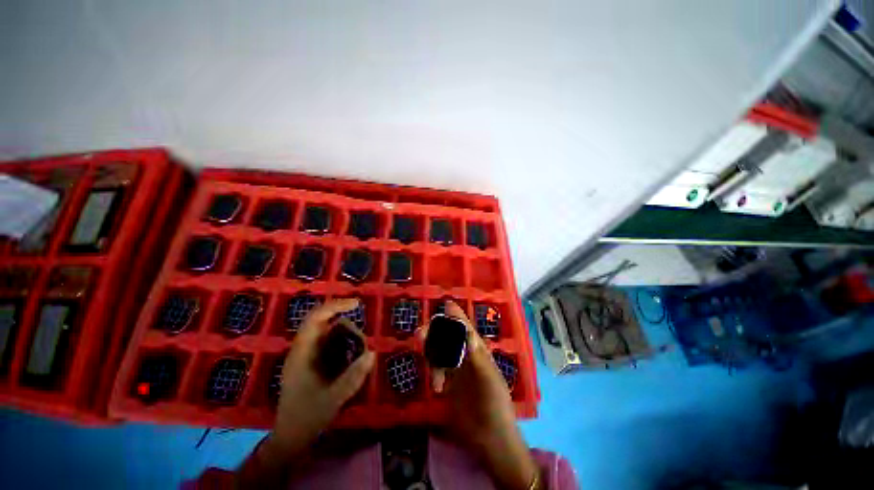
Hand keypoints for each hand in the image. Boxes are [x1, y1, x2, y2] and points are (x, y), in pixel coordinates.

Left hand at [272, 298, 374, 454]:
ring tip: (359, 359)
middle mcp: (304, 349)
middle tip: (363, 347)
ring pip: (333, 334)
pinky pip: (334, 345)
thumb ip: (353, 376)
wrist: (290, 438)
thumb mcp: (332, 399)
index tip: (357, 304)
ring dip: (349, 340)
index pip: (316, 318)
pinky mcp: (315, 362)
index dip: (336, 306)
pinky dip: (346, 348)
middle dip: (349, 330)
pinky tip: (353, 363)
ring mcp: (309, 355)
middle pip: (328, 324)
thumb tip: (372, 353)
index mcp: (302, 353)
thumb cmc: (306, 418)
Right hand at [418, 300, 540, 489]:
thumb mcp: (488, 379)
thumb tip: (468, 332)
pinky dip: (433, 370)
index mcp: (479, 352)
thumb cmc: (495, 405)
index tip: (446, 304)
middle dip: (436, 332)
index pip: (466, 329)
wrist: (490, 439)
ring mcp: (457, 370)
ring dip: (431, 350)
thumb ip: (477, 356)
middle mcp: (467, 357)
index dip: (456, 316)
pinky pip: (437, 368)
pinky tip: (437, 386)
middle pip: (449, 337)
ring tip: (422, 354)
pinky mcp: (449, 384)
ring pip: (441, 351)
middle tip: (420, 334)